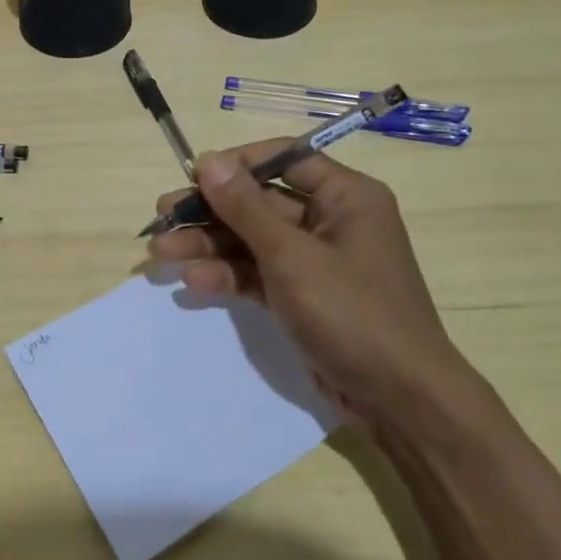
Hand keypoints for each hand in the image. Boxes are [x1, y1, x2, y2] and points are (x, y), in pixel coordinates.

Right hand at [148, 141, 467, 420]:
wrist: (399, 400)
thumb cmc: (351, 312)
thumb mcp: (292, 256)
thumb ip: (245, 207)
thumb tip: (209, 160)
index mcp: (345, 196)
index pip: (284, 159)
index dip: (237, 164)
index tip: (193, 176)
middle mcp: (331, 220)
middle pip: (260, 202)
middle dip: (210, 211)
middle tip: (163, 216)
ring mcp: (316, 261)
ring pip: (253, 240)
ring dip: (209, 245)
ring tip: (161, 252)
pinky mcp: (303, 296)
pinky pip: (259, 273)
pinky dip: (228, 275)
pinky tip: (193, 281)